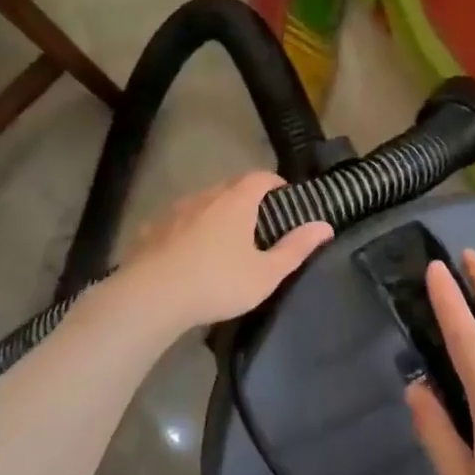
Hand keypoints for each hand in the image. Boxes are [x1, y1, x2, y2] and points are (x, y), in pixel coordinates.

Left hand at [119, 172, 330, 330]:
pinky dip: (189, 229)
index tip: (285, 198)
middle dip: (247, 197)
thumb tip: (324, 226)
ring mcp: (173, 212)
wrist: (150, 297)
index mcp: (235, 202)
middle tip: (259, 221)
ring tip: (224, 239)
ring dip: (216, 213)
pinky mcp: (150, 231)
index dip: (275, 183)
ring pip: (201, 203)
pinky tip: (189, 253)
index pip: (260, 177)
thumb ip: (296, 248)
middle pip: (230, 186)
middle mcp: (204, 197)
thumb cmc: (217, 283)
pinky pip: (177, 222)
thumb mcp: (266, 273)